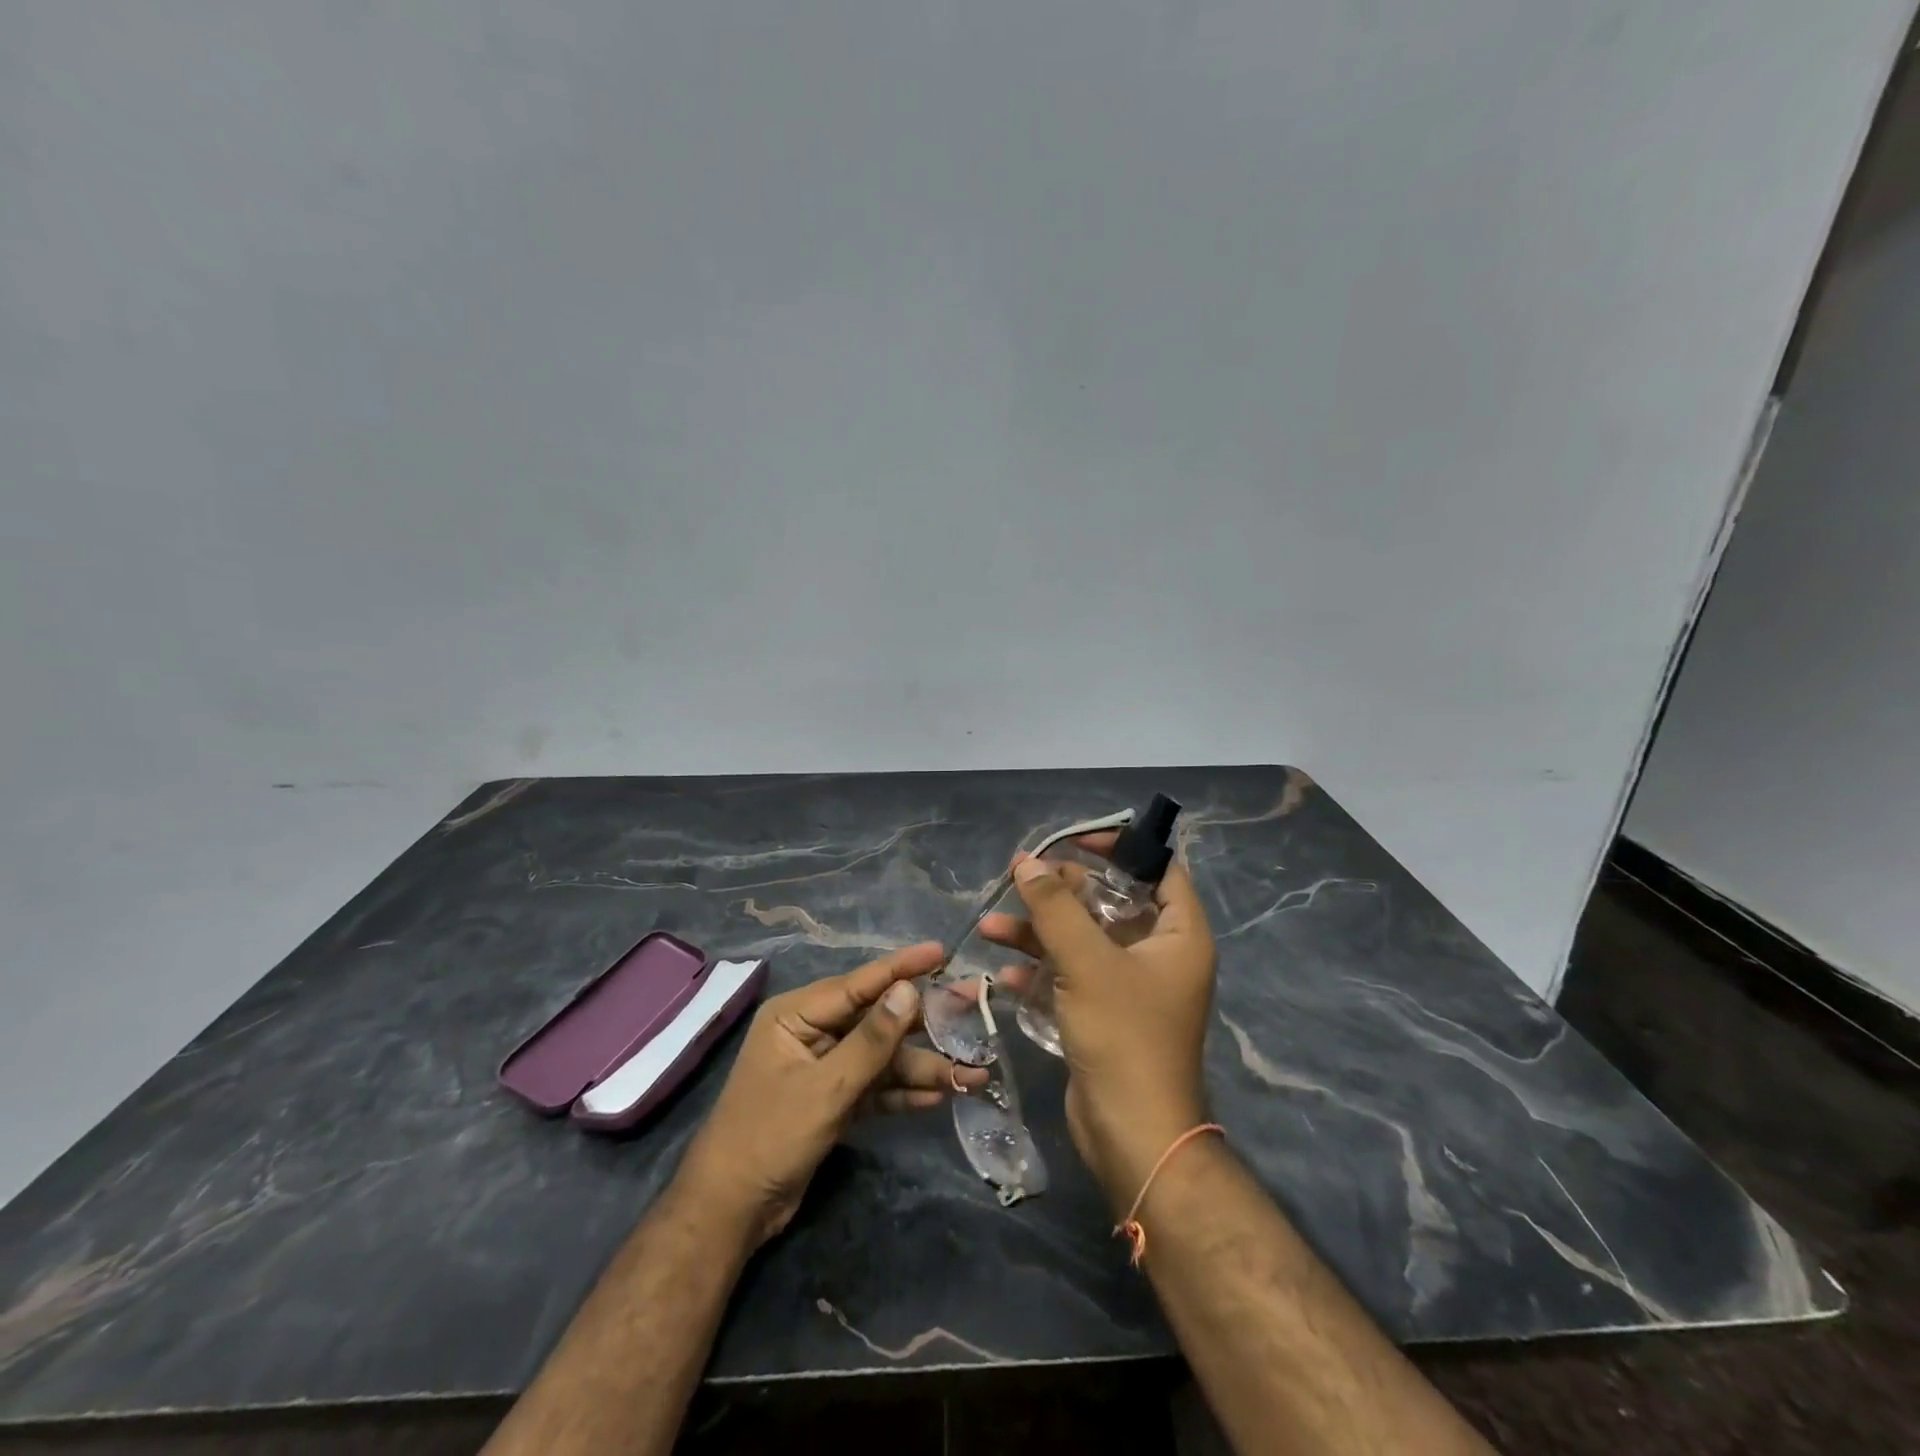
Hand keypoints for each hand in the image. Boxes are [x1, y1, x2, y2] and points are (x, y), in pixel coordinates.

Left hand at [677, 942, 986, 1248]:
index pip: (860, 983)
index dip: (903, 967)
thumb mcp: (825, 1087)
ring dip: (923, 1066)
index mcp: (798, 1015)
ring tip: (973, 1074)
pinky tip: (939, 1097)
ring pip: (883, 1057)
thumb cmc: (769, 1136)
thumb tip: (909, 990)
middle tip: (975, 1007)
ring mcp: (825, 1067)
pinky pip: (875, 1087)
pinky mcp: (833, 1100)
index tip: (942, 951)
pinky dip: (903, 1093)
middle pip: (878, 1018)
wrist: (730, 1212)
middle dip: (926, 1021)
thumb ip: (871, 1040)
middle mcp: (813, 1032)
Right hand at [979, 842, 1216, 1210]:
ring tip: (991, 925)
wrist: (1133, 1134)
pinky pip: (1071, 976)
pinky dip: (1041, 970)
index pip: (1157, 869)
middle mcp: (1159, 955)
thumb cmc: (1124, 1035)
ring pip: (1082, 940)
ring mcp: (1130, 987)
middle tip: (1020, 878)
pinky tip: (1005, 972)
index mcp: (1179, 934)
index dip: (1119, 847)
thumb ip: (1055, 907)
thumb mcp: (1086, 962)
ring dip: (1039, 931)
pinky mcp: (1104, 1014)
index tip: (1073, 841)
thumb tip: (1028, 862)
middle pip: (1109, 902)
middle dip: (1061, 891)